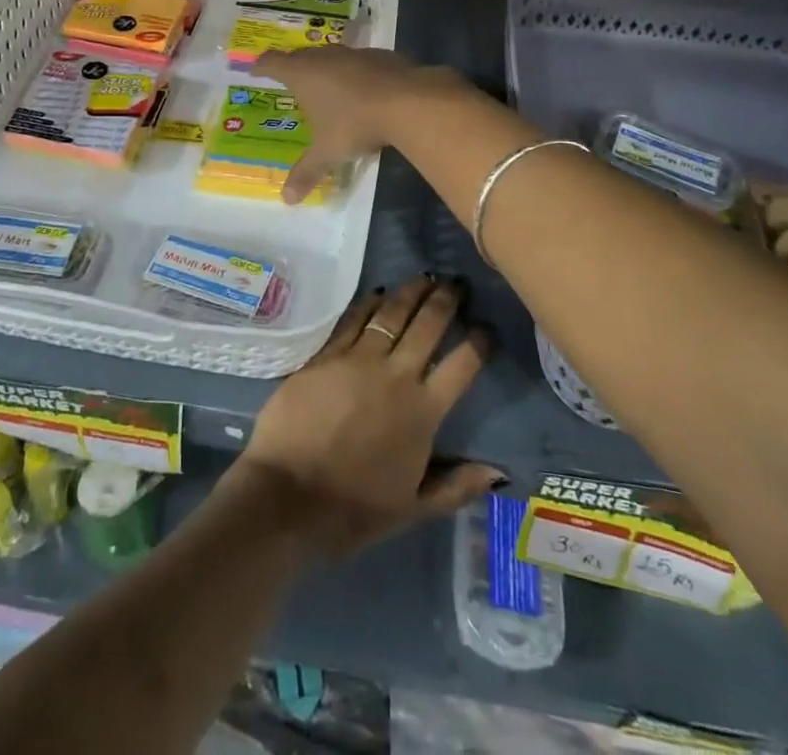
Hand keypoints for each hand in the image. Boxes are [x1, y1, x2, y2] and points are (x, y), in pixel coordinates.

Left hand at [227, 276, 501, 557]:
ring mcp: (358, 360)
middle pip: (427, 326)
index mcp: (423, 412)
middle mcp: (396, 376)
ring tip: (424, 278)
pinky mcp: (326, 355)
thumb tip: (498, 471)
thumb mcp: (413, 508)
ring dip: (410, 292)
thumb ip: (456, 486)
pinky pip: (353, 320)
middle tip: (455, 284)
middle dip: (445, 301)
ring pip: (391, 314)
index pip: (461, 366)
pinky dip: (369, 303)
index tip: (485, 328)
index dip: (479, 343)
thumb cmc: (354, 508)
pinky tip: (378, 293)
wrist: (288, 495)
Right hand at [253, 46, 458, 203]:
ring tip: (323, 84)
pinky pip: (358, 62)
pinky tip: (361, 90)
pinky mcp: (380, 56)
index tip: (254, 70)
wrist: (407, 101)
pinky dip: (353, 73)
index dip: (261, 66)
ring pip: (331, 56)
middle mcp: (324, 57)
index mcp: (302, 73)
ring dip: (324, 68)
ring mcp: (354, 53)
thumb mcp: (328, 152)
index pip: (272, 63)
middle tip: (288, 79)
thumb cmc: (355, 123)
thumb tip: (287, 199)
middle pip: (300, 56)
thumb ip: (307, 172)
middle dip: (292, 66)